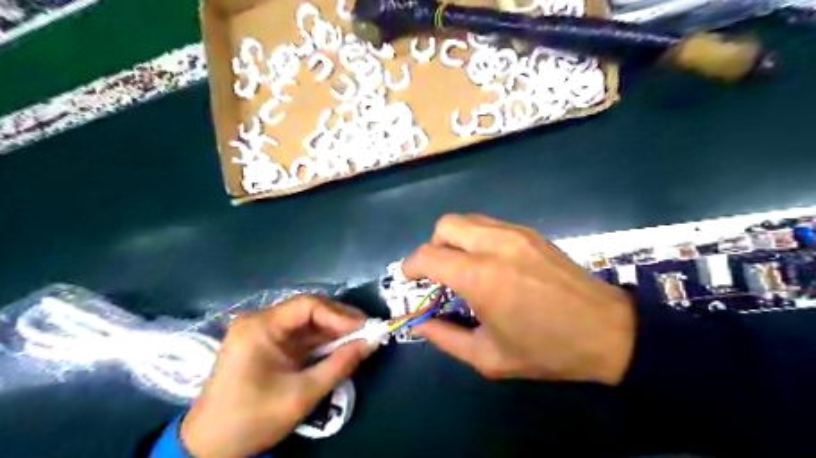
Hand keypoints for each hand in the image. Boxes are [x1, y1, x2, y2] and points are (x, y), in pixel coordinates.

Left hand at [179, 295, 374, 455]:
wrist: (209, 447)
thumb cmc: (253, 418)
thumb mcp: (302, 394)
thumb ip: (340, 365)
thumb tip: (372, 342)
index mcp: (260, 326)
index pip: (308, 305)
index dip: (340, 315)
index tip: (364, 328)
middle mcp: (260, 321)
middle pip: (308, 310)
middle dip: (339, 321)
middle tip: (366, 332)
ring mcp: (261, 332)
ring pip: (306, 322)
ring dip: (332, 331)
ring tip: (358, 340)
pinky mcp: (265, 344)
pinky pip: (299, 335)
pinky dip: (320, 342)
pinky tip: (338, 348)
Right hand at [400, 215, 635, 385]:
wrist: (609, 332)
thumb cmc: (547, 350)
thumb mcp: (489, 357)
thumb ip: (446, 338)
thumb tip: (421, 324)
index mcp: (480, 277)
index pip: (428, 255)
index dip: (411, 266)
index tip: (409, 279)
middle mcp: (494, 245)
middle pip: (445, 225)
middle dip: (433, 247)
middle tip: (439, 274)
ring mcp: (515, 233)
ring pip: (467, 220)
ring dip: (454, 240)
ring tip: (463, 268)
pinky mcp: (530, 233)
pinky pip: (489, 225)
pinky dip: (476, 238)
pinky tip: (489, 263)